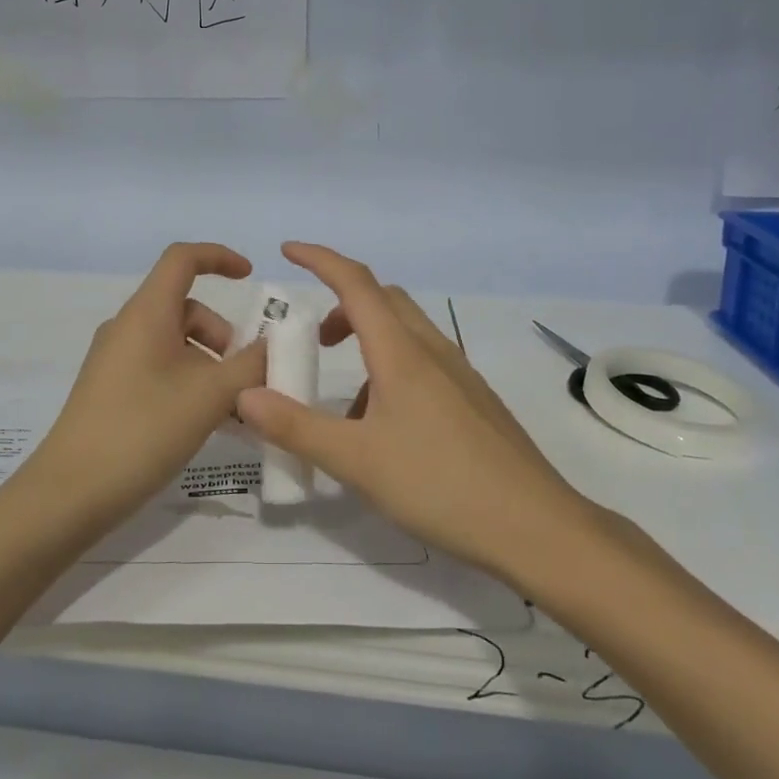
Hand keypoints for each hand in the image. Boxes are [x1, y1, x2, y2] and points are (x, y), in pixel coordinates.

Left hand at [28, 242, 267, 526]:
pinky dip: (189, 381)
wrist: (70, 493)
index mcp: (146, 313)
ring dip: (210, 364)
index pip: (182, 258)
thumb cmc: (143, 429)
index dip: (219, 257)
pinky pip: (159, 368)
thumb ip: (250, 365)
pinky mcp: (110, 389)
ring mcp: (115, 359)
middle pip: (185, 308)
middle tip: (244, 377)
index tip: (251, 277)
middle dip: (223, 334)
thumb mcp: (210, 396)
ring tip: (230, 409)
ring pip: (175, 342)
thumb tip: (272, 345)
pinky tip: (205, 422)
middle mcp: (127, 326)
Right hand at [237, 242, 598, 578]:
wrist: (536, 527)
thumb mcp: (356, 461)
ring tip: (343, 402)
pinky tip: (385, 429)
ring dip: (367, 341)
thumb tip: (243, 396)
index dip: (320, 259)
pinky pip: (423, 364)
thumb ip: (296, 427)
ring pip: (405, 333)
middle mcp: (432, 351)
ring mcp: (459, 374)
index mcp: (401, 352)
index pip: (355, 283)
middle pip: (383, 300)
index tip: (287, 250)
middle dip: (342, 304)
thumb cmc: (441, 485)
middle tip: (312, 338)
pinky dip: (391, 371)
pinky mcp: (474, 401)